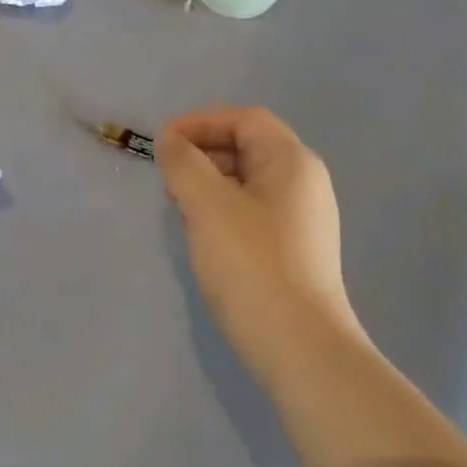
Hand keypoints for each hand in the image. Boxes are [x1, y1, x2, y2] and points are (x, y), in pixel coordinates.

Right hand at [155, 106, 362, 389]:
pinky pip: (252, 211)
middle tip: (166, 178)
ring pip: (247, 182)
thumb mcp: (207, 206)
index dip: (200, 122)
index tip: (161, 144)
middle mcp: (305, 183)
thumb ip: (184, 163)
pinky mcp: (293, 249)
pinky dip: (222, 210)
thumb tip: (171, 141)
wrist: (298, 346)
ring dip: (208, 183)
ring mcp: (302, 218)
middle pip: (248, 147)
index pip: (245, 119)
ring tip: (179, 207)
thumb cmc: (251, 265)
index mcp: (292, 162)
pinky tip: (202, 235)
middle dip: (202, 153)